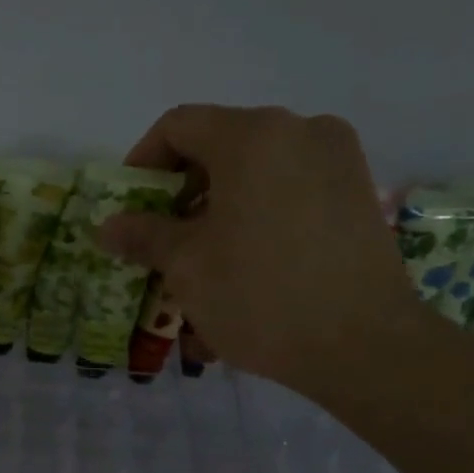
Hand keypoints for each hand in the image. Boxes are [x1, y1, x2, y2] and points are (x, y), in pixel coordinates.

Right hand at [98, 105, 423, 397]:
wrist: (365, 346)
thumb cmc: (261, 296)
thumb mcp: (187, 265)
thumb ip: (143, 235)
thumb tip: (108, 226)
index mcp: (252, 136)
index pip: (178, 125)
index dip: (142, 162)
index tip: (130, 208)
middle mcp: (300, 131)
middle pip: (219, 144)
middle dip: (181, 190)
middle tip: (162, 237)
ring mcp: (337, 160)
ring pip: (256, 170)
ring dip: (218, 206)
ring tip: (203, 258)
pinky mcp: (358, 193)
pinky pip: (290, 189)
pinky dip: (257, 214)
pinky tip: (247, 262)